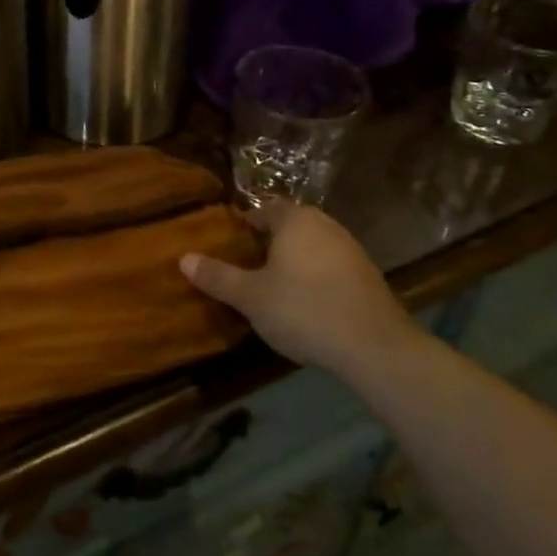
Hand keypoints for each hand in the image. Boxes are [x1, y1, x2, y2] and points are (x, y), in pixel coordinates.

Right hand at [181, 201, 412, 376]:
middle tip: (246, 266)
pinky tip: (306, 304)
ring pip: (312, 247)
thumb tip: (183, 258)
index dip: (245, 224)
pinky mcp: (368, 277)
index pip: (264, 209)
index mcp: (295, 220)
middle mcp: (325, 225)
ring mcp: (351, 250)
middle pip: (290, 226)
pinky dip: (316, 278)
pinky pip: (331, 268)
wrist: (373, 346)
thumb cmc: (303, 310)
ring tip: (273, 288)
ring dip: (294, 262)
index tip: (229, 244)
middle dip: (269, 243)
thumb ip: (218, 277)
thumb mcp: (251, 297)